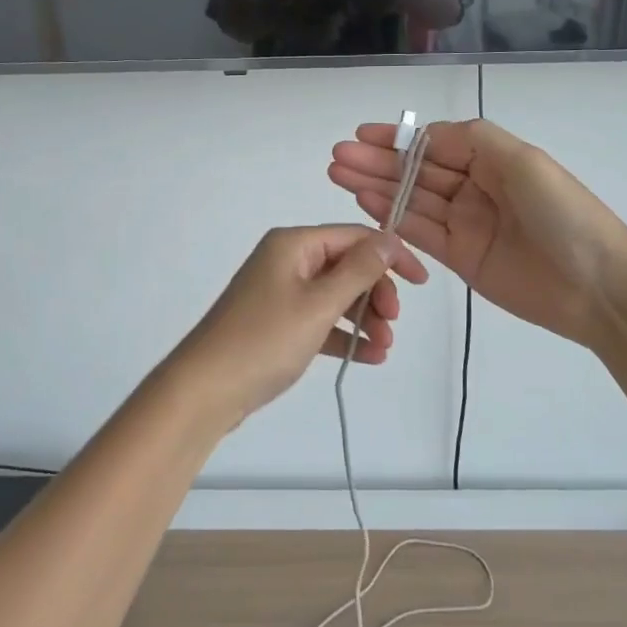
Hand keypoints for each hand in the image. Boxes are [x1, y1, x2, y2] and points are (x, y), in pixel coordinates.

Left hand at [160, 225, 429, 428]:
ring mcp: (279, 292)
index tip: (421, 284)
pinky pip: (320, 320)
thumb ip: (358, 271)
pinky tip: (369, 356)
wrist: (204, 389)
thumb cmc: (264, 340)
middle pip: (346, 265)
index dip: (391, 255)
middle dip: (376, 292)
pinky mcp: (276, 323)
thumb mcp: (319, 304)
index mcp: (293, 244)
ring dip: (364, 317)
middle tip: (393, 323)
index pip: (355, 236)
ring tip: (384, 347)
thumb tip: (389, 239)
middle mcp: (286, 260)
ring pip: (335, 295)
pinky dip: (343, 334)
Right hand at [328, 120, 626, 346]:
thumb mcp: (524, 162)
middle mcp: (476, 187)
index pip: (434, 143)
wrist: (597, 287)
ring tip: (338, 175)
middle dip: (376, 161)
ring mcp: (466, 223)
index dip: (397, 138)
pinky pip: (418, 231)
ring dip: (375, 186)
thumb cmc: (563, 215)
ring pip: (411, 199)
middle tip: (336, 157)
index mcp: (493, 159)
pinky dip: (391, 216)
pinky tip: (364, 203)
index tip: (359, 135)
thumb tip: (427, 134)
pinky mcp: (459, 257)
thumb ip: (474, 140)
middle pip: (417, 170)